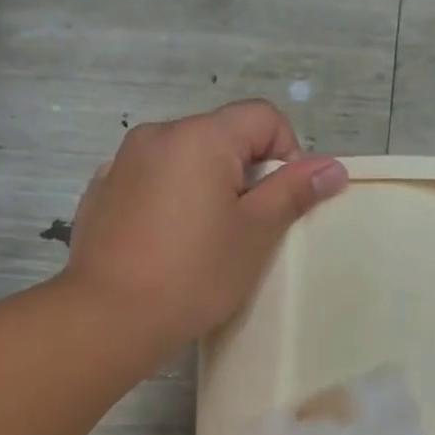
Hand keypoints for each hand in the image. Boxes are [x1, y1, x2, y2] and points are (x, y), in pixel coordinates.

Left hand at [61, 100, 347, 351]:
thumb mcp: (254, 236)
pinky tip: (165, 247)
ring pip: (183, 162)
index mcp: (201, 137)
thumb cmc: (194, 277)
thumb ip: (293, 193)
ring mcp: (121, 162)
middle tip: (245, 233)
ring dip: (205, 190)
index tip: (281, 205)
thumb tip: (333, 167)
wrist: (111, 317)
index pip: (263, 117)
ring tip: (203, 244)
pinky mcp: (101, 193)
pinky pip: (150, 184)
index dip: (287, 155)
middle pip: (221, 137)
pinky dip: (168, 203)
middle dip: (244, 176)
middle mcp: (157, 134)